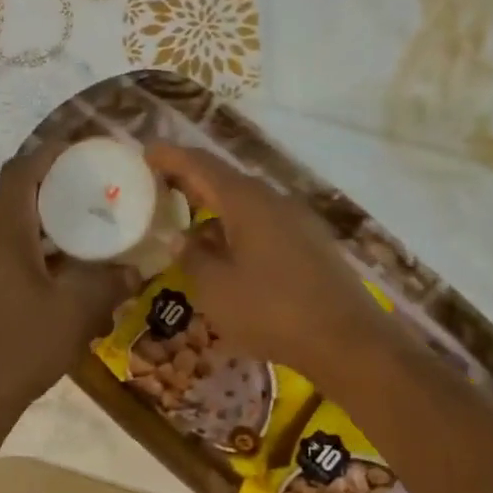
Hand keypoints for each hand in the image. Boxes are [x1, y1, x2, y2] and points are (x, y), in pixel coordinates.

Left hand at [0, 142, 139, 414]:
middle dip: (54, 188)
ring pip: (10, 228)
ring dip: (45, 223)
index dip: (50, 154)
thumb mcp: (75, 312)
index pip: (20, 173)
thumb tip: (137, 270)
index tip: (84, 152)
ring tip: (86, 230)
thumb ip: (109, 283)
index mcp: (2, 235)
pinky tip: (64, 274)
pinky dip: (35, 250)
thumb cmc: (20, 347)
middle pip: (15, 197)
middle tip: (94, 192)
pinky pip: (6, 254)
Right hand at [146, 143, 396, 382]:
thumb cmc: (271, 311)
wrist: (346, 340)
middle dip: (192, 181)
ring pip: (247, 204)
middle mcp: (274, 201)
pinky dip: (238, 228)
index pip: (201, 165)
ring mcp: (298, 221)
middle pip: (226, 180)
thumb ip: (191, 258)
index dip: (171, 157)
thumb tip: (178, 237)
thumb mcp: (216, 289)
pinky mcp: (311, 244)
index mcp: (247, 201)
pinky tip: (228, 252)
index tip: (146, 153)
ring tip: (188, 223)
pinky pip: (265, 224)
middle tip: (160, 188)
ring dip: (216, 208)